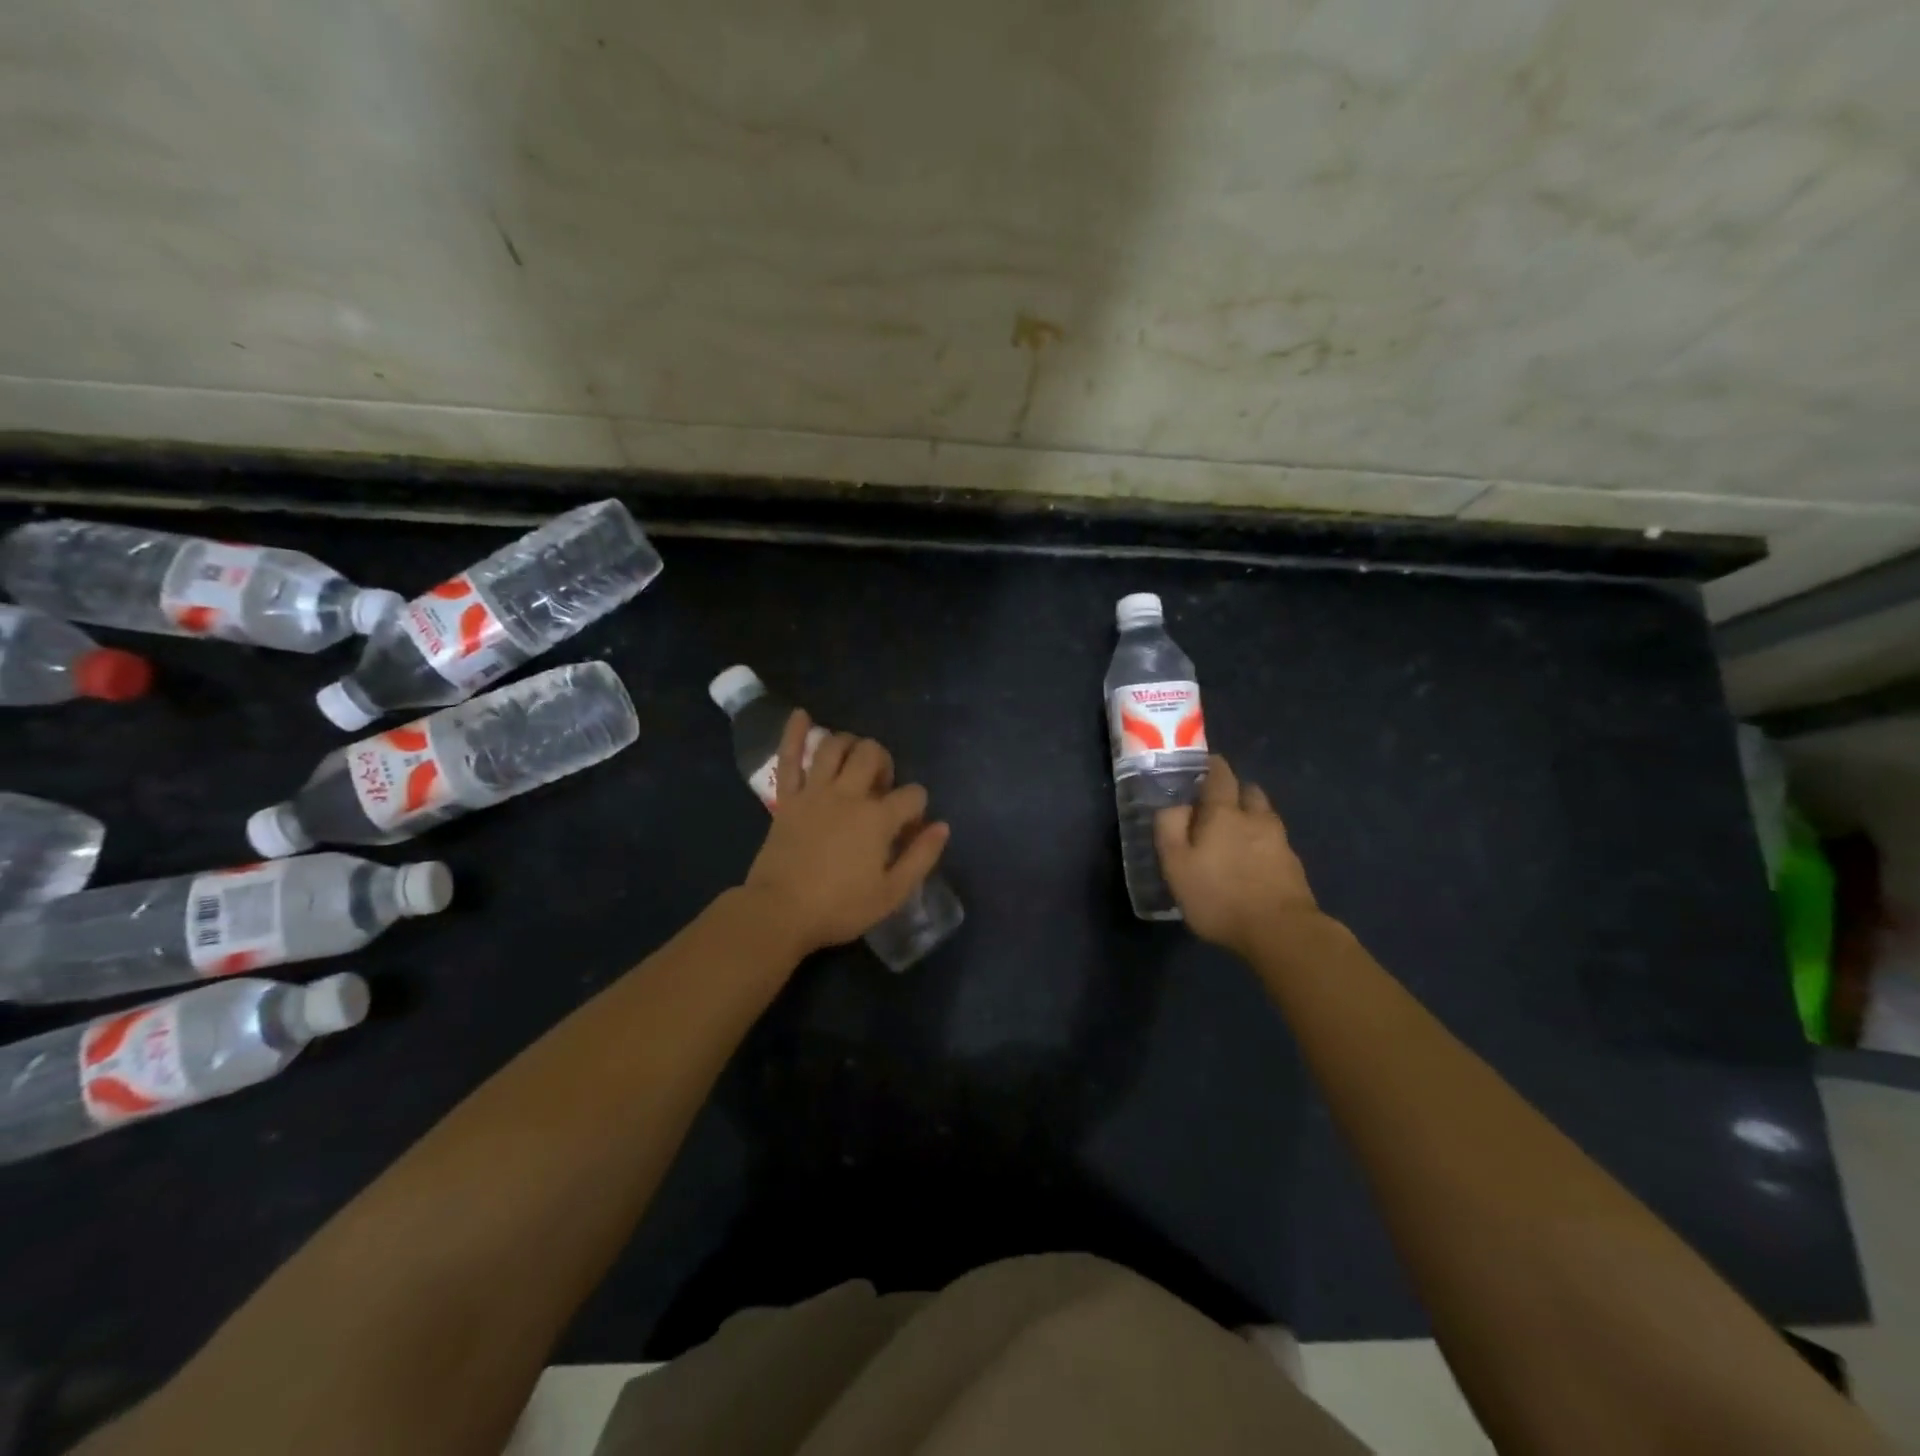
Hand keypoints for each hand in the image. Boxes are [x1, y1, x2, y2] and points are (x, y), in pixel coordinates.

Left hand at [742, 709, 951, 956]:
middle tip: (881, 787)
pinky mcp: (788, 798)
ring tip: (855, 759)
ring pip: (834, 746)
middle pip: (873, 754)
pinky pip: (789, 758)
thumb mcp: (891, 893)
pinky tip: (801, 714)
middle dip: (885, 763)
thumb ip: (921, 857)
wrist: (780, 912)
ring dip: (850, 743)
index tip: (910, 826)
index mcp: (877, 819)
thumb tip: (942, 826)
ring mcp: (815, 792)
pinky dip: (794, 733)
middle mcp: (848, 794)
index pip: (912, 795)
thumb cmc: (839, 907)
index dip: (918, 807)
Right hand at [1155, 754, 1319, 956]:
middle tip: (1216, 804)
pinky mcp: (1293, 866)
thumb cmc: (1219, 896)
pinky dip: (1262, 843)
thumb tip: (1173, 804)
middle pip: (1249, 791)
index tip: (1203, 766)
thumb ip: (1170, 828)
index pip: (1221, 775)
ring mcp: (1280, 841)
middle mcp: (1256, 818)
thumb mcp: (1177, 865)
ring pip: (1265, 816)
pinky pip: (1274, 842)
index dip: (1212, 766)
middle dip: (1234, 791)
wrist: (1281, 932)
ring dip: (1251, 816)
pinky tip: (1252, 861)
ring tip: (1235, 834)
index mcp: (1224, 812)